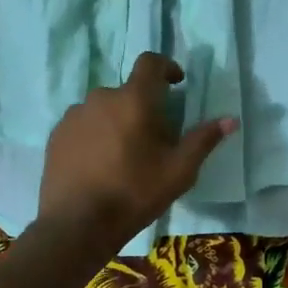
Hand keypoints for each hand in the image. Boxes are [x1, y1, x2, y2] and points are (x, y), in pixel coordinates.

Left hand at [38, 53, 235, 248]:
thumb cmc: (134, 193)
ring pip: (104, 108)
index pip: (150, 62)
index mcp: (134, 100)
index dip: (166, 66)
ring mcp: (74, 115)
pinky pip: (83, 124)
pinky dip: (95, 134)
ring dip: (117, 120)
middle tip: (154, 138)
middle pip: (128, 91)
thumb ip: (204, 140)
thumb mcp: (179, 170)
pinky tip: (99, 164)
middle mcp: (101, 97)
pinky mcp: (57, 134)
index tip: (176, 83)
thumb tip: (231, 120)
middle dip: (143, 106)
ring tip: (124, 154)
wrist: (76, 225)